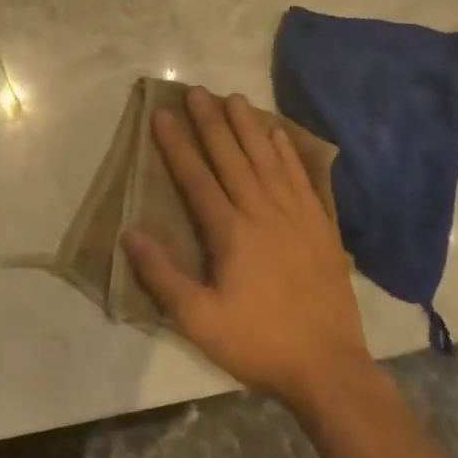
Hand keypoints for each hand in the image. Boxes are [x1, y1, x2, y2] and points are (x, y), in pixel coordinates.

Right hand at [121, 87, 368, 405]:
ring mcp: (297, 216)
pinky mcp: (321, 227)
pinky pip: (301, 178)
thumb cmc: (256, 342)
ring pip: (268, 160)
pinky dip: (288, 152)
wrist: (328, 366)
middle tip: (195, 90)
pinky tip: (278, 134)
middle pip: (232, 157)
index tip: (161, 114)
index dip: (177, 144)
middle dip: (210, 122)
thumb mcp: (198, 318)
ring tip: (233, 97)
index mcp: (230, 232)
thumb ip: (162, 275)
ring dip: (248, 127)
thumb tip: (130, 233)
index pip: (197, 177)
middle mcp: (263, 213)